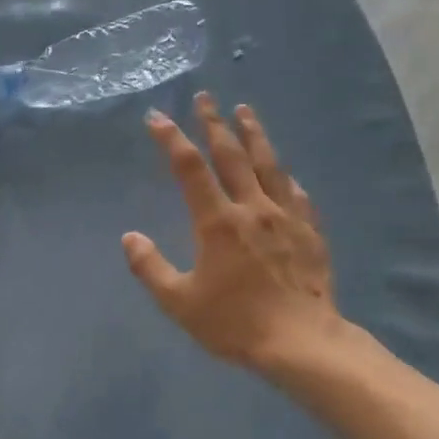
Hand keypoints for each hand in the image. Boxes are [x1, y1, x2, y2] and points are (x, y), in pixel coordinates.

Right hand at [123, 93, 348, 375]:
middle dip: (214, 124)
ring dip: (254, 135)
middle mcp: (252, 208)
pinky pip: (296, 193)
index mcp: (217, 222)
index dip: (171, 139)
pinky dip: (284, 177)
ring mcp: (286, 217)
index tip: (157, 117)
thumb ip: (150, 267)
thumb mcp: (178, 301)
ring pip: (268, 164)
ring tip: (245, 111)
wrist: (301, 341)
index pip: (189, 169)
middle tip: (205, 97)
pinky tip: (284, 172)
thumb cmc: (234, 322)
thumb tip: (129, 237)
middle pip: (231, 155)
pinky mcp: (309, 232)